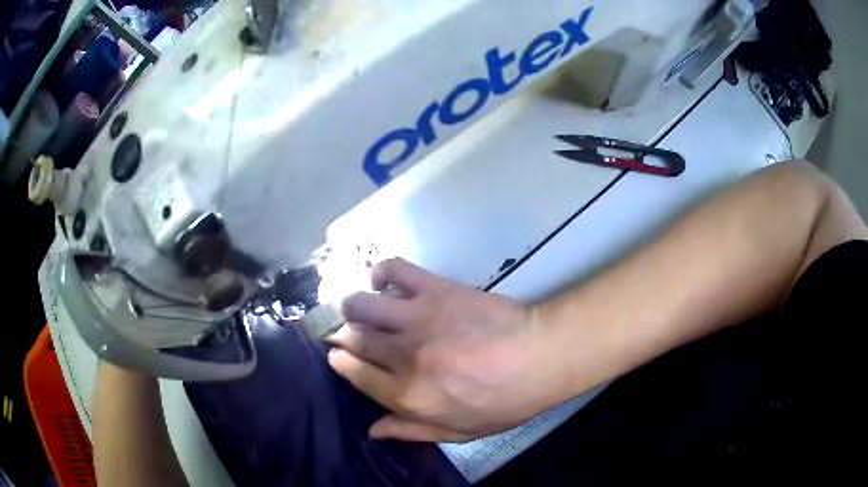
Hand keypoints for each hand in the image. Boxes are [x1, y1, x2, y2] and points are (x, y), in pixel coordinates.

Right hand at [327, 258, 566, 442]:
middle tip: (345, 334)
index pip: (355, 373)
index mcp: (408, 394)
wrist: (541, 355)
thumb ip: (411, 430)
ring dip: (352, 307)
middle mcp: (403, 355)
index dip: (340, 362)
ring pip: (361, 304)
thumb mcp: (460, 431)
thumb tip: (372, 430)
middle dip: (339, 335)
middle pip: (352, 337)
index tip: (336, 355)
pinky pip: (394, 270)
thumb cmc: (504, 400)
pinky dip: (381, 273)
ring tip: (359, 310)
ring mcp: (417, 317)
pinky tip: (383, 282)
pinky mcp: (435, 289)